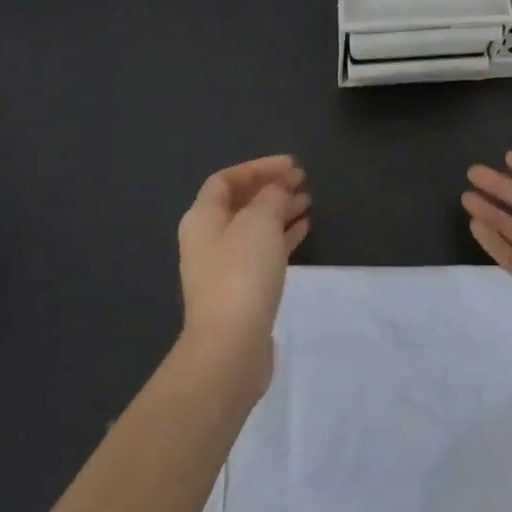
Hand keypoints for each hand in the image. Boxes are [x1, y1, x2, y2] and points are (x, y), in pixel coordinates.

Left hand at [177, 156, 310, 397]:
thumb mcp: (260, 222)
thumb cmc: (242, 273)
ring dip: (279, 210)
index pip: (226, 179)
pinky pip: (262, 251)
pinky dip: (282, 236)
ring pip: (253, 226)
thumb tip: (276, 191)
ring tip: (308, 201)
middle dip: (270, 187)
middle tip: (302, 180)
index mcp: (203, 217)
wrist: (230, 346)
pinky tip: (304, 229)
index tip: (291, 165)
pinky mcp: (241, 289)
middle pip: (240, 202)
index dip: (258, 167)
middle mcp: (208, 238)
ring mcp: (223, 266)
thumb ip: (270, 197)